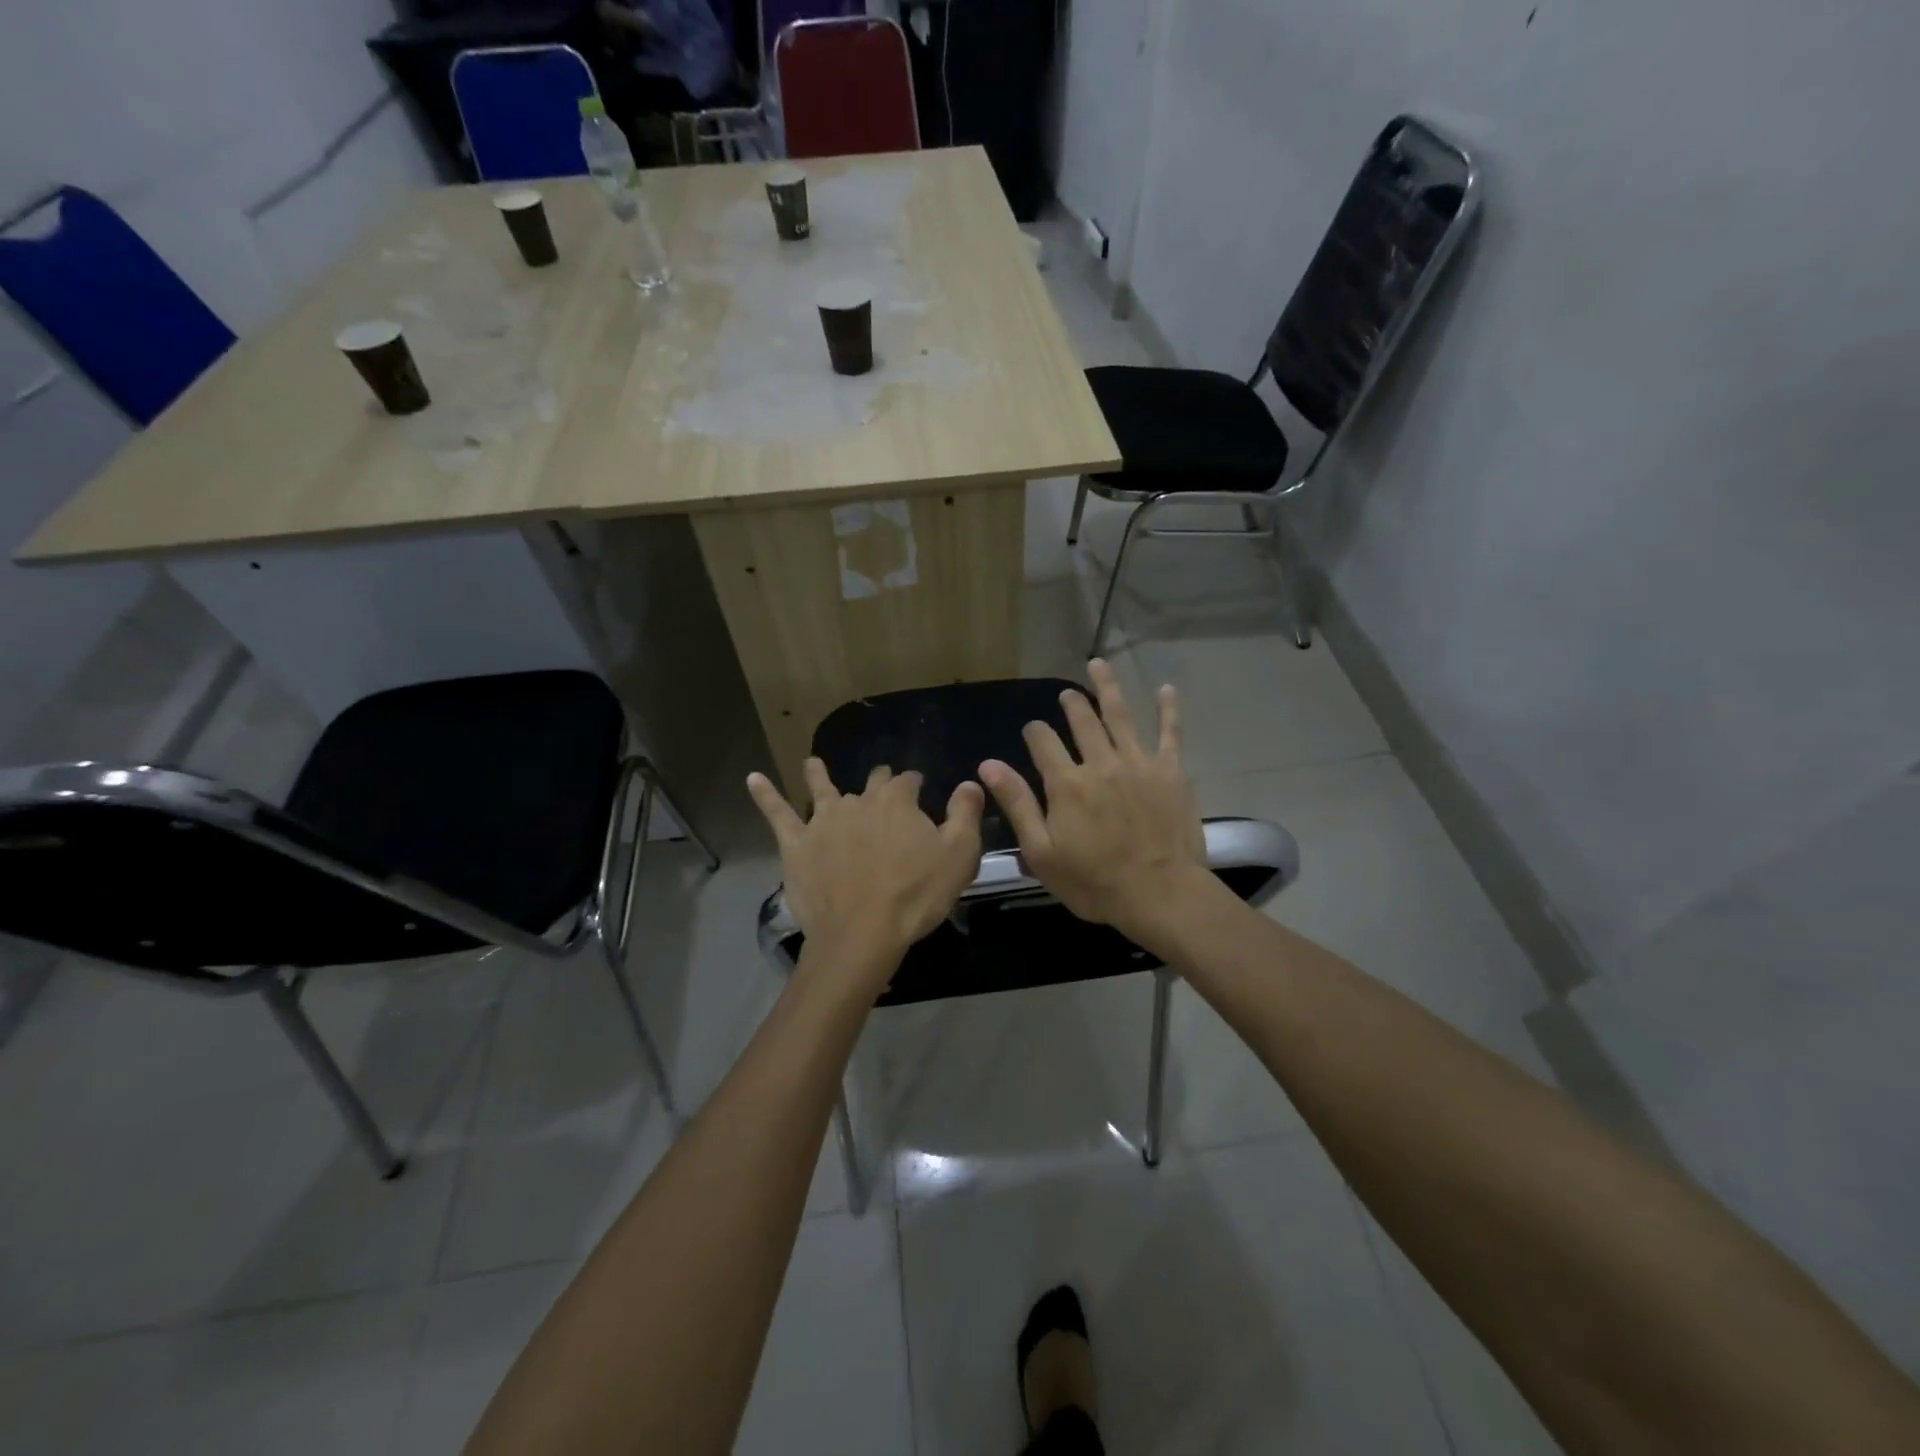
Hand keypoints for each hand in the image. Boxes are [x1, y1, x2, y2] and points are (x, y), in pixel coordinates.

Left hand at [748, 760, 984, 995]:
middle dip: (879, 782)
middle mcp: (858, 802)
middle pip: (870, 784)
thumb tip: (970, 782)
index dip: (915, 784)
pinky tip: (752, 779)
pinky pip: (777, 813)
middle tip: (882, 785)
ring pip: (821, 789)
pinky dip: (765, 794)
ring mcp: (823, 821)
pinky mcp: (796, 844)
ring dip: (819, 775)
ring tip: (813, 763)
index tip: (920, 789)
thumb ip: (965, 814)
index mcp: (897, 802)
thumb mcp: (959, 855)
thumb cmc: (916, 896)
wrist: (862, 934)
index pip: (907, 780)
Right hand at [978, 659, 1209, 943]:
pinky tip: (1166, 689)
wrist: (1160, 893)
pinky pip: (1170, 732)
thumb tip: (988, 765)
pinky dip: (1168, 709)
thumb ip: (1017, 804)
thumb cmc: (1094, 881)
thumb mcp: (1041, 852)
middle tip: (1066, 693)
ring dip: (1107, 687)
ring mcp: (1138, 762)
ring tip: (1098, 664)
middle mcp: (1100, 762)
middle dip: (1071, 704)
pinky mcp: (1171, 771)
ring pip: (1120, 715)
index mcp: (1066, 783)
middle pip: (1082, 721)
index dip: (1034, 732)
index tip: (1032, 731)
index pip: (1043, 742)